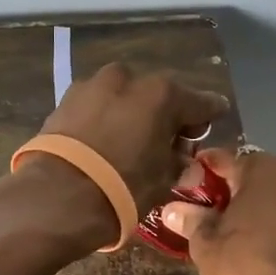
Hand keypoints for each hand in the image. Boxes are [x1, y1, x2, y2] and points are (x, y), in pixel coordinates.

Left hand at [36, 63, 229, 213]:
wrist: (58, 196)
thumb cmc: (122, 188)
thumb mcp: (162, 181)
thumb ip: (178, 164)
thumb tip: (183, 160)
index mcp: (162, 94)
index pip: (200, 102)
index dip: (210, 113)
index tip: (217, 116)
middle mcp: (129, 78)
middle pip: (158, 95)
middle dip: (166, 115)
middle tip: (169, 141)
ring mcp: (93, 85)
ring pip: (124, 97)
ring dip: (133, 113)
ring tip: (132, 140)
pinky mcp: (65, 99)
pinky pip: (97, 106)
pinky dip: (106, 118)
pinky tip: (105, 139)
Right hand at [161, 148, 275, 274]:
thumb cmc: (242, 270)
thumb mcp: (206, 244)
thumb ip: (191, 219)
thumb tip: (172, 209)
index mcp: (265, 170)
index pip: (223, 160)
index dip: (199, 176)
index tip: (184, 193)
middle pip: (253, 176)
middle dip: (229, 191)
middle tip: (205, 214)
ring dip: (254, 207)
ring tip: (231, 232)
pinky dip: (275, 223)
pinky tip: (258, 243)